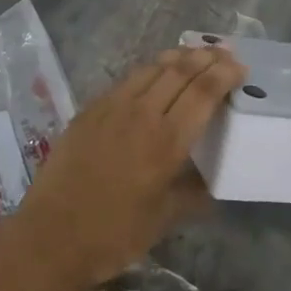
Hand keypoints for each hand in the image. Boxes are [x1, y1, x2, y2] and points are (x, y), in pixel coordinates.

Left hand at [8, 45, 246, 290]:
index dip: (225, 73)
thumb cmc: (114, 235)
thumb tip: (214, 182)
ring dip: (178, 57)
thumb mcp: (165, 219)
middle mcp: (142, 113)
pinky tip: (154, 75)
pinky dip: (150, 70)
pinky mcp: (89, 110)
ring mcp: (111, 107)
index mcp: (167, 141)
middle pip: (180, 70)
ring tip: (195, 54)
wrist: (50, 238)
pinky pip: (127, 80)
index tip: (240, 67)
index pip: (204, 91)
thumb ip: (194, 193)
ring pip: (152, 68)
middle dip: (207, 57)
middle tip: (224, 53)